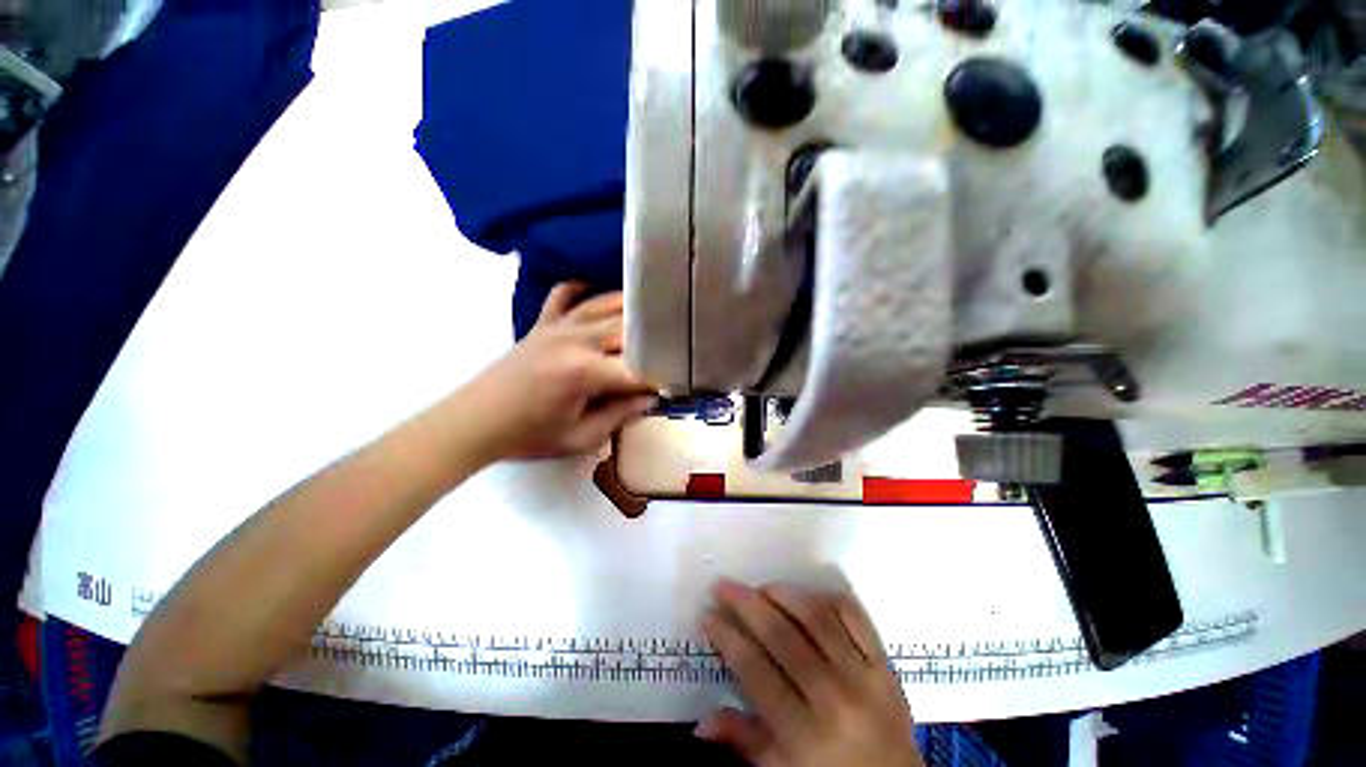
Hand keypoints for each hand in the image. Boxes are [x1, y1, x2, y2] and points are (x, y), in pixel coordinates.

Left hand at [459, 282, 656, 459]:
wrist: (474, 422)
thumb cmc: (528, 436)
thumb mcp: (580, 438)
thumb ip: (620, 416)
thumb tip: (649, 398)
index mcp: (585, 372)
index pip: (637, 370)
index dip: (659, 378)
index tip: (672, 386)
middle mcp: (576, 340)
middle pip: (628, 330)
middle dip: (653, 340)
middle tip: (670, 350)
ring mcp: (558, 326)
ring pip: (605, 305)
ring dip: (631, 309)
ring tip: (652, 316)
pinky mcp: (543, 323)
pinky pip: (566, 294)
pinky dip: (584, 289)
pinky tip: (596, 291)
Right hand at [698, 580, 923, 766]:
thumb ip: (742, 740)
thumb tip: (700, 721)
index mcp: (804, 734)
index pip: (755, 671)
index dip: (727, 638)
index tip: (707, 616)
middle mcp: (834, 698)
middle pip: (782, 636)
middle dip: (746, 604)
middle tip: (723, 586)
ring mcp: (864, 677)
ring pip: (817, 618)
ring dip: (783, 594)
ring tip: (761, 588)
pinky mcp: (884, 665)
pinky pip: (855, 617)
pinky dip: (827, 598)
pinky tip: (806, 596)